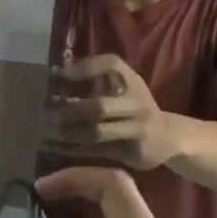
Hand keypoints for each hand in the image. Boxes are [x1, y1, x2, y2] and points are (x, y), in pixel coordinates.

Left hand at [44, 55, 182, 170]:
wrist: (170, 138)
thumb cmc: (137, 109)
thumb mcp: (124, 90)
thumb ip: (95, 85)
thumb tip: (54, 82)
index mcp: (133, 83)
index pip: (112, 64)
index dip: (86, 67)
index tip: (60, 74)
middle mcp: (137, 105)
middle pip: (99, 107)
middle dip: (70, 110)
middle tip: (47, 113)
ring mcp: (137, 130)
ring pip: (96, 133)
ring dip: (67, 133)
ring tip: (46, 131)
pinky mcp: (131, 152)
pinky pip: (96, 151)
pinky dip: (71, 149)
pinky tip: (51, 147)